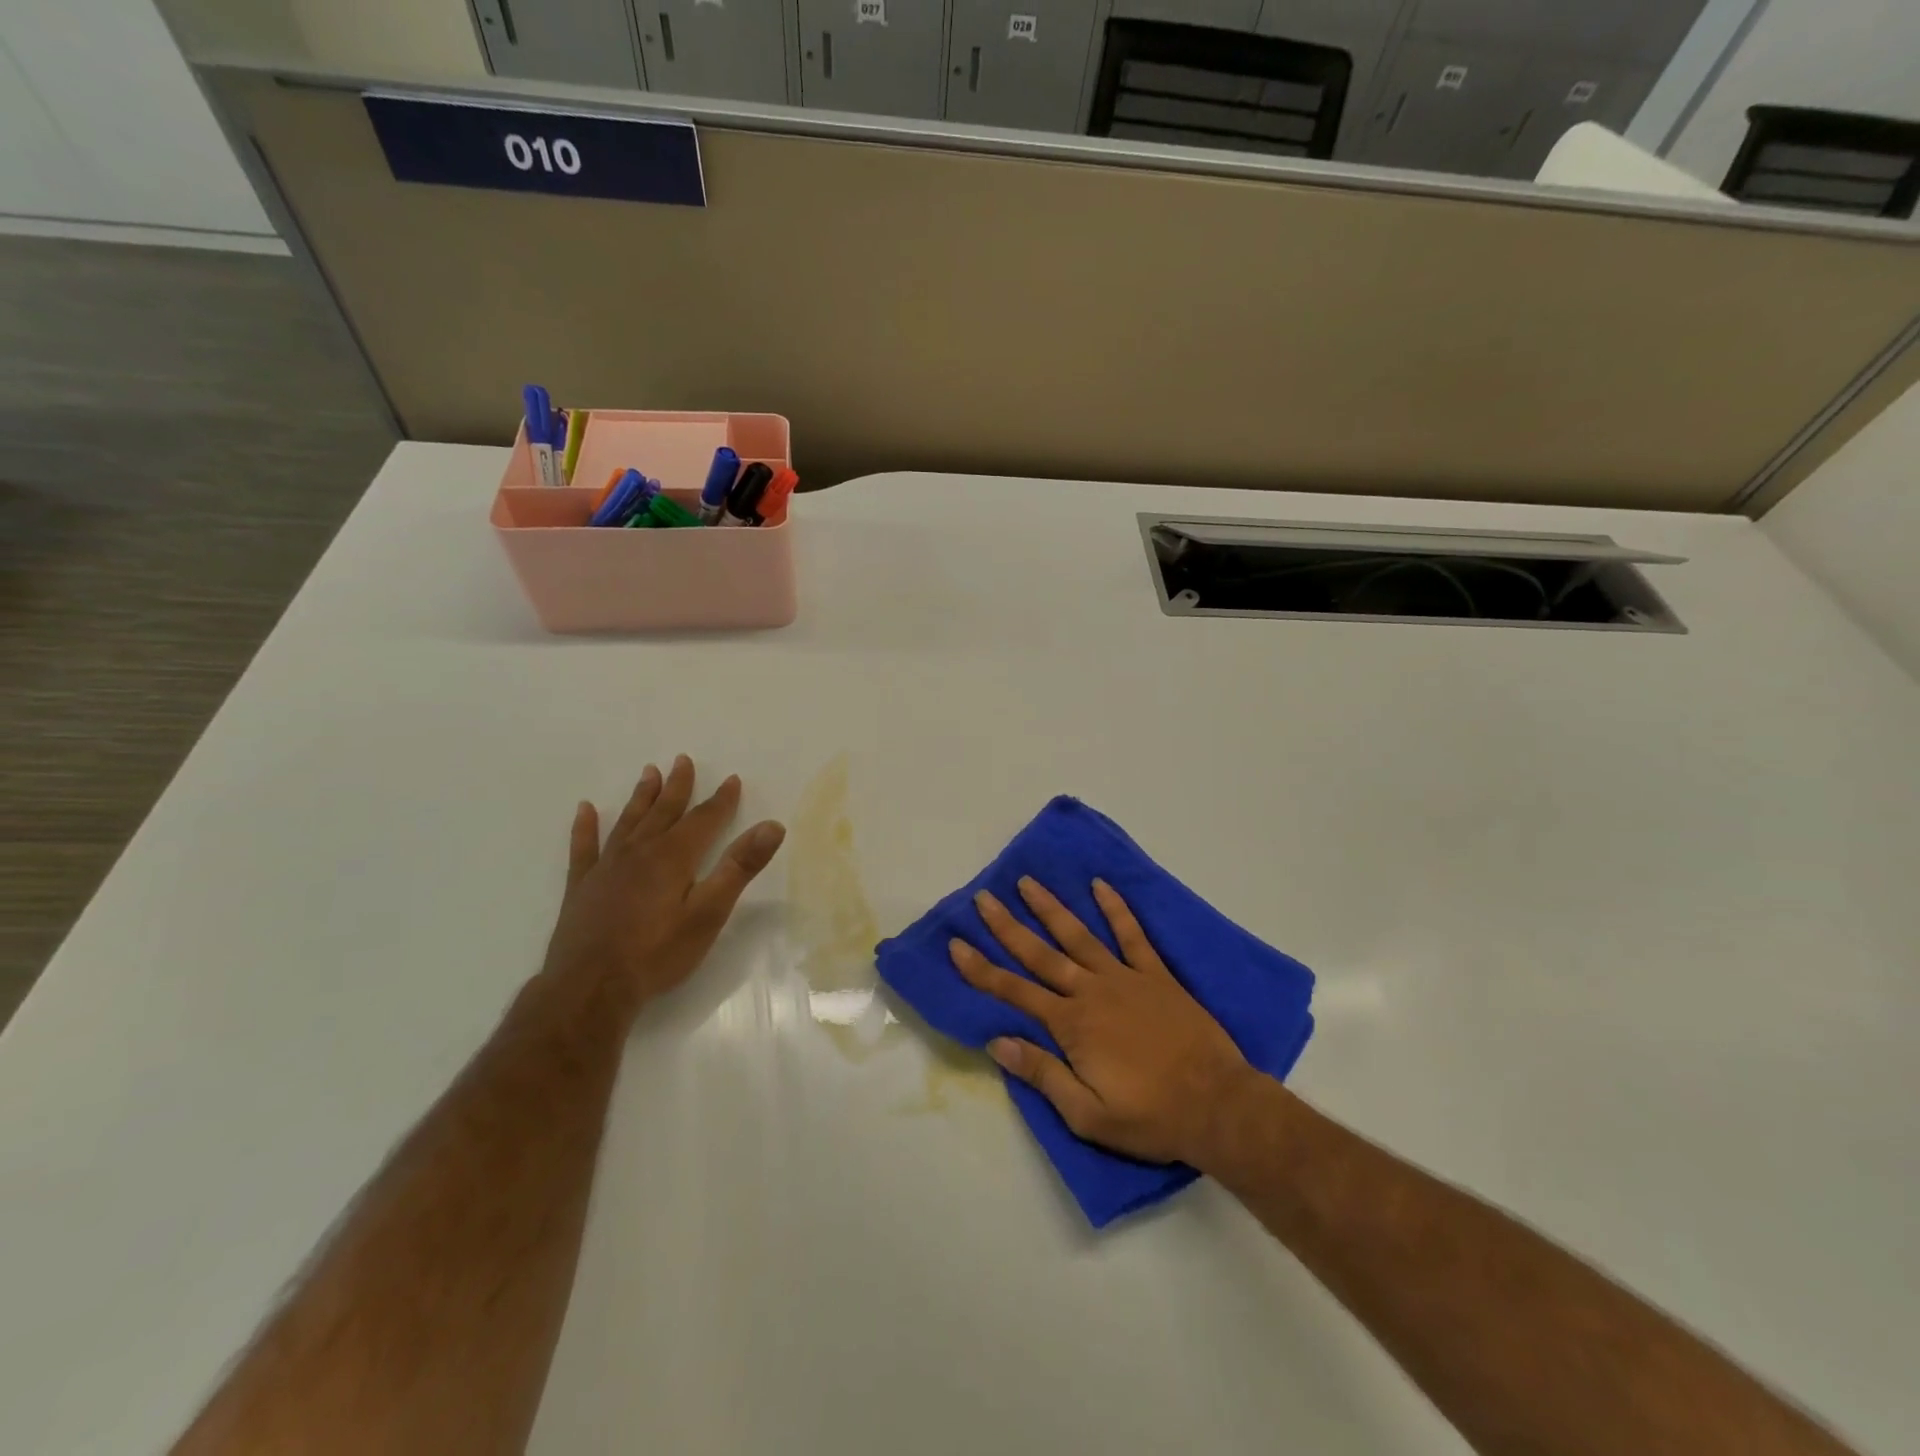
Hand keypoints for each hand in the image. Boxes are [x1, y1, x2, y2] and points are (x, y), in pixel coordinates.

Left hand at [541, 755, 785, 1016]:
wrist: (590, 989)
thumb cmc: (658, 953)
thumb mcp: (710, 912)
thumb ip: (740, 867)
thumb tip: (772, 825)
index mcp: (673, 857)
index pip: (703, 819)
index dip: (720, 800)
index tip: (732, 779)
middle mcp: (640, 852)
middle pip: (664, 812)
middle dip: (677, 787)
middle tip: (682, 760)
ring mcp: (606, 868)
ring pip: (628, 822)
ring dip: (641, 797)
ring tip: (648, 773)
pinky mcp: (582, 888)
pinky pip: (584, 848)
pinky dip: (586, 827)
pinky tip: (585, 810)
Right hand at [949, 877, 1255, 1165]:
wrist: (1216, 1105)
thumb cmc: (1149, 1116)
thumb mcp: (1087, 1115)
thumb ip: (1043, 1074)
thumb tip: (998, 1042)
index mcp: (1071, 1025)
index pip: (1014, 992)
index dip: (981, 969)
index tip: (957, 944)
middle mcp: (1091, 992)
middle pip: (1040, 954)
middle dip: (1007, 926)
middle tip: (983, 898)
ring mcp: (1125, 978)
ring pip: (1079, 935)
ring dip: (1051, 908)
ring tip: (1028, 883)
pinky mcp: (1156, 975)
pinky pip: (1133, 935)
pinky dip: (1116, 909)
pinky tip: (1101, 886)